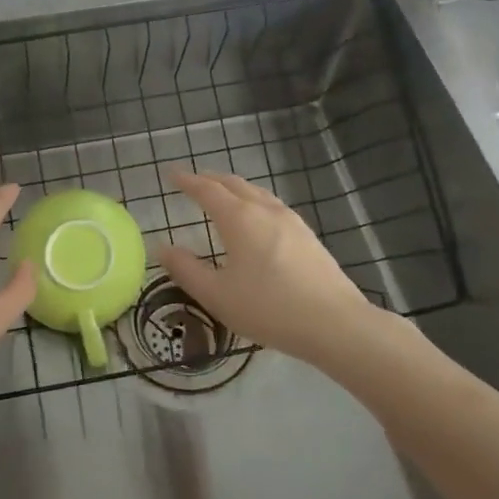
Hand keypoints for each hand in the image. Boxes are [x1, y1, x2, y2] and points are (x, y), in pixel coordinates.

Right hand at [157, 171, 382, 366]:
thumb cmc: (268, 308)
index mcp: (239, 218)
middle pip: (234, 184)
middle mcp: (265, 210)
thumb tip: (163, 248)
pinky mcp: (308, 237)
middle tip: (194, 181)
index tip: (172, 174)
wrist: (335, 324)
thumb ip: (186, 270)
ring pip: (257, 193)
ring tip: (224, 195)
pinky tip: (258, 220)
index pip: (207, 190)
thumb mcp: (217, 295)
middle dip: (211, 179)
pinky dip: (254, 202)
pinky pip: (273, 206)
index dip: (187, 181)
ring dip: (235, 188)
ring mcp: (291, 221)